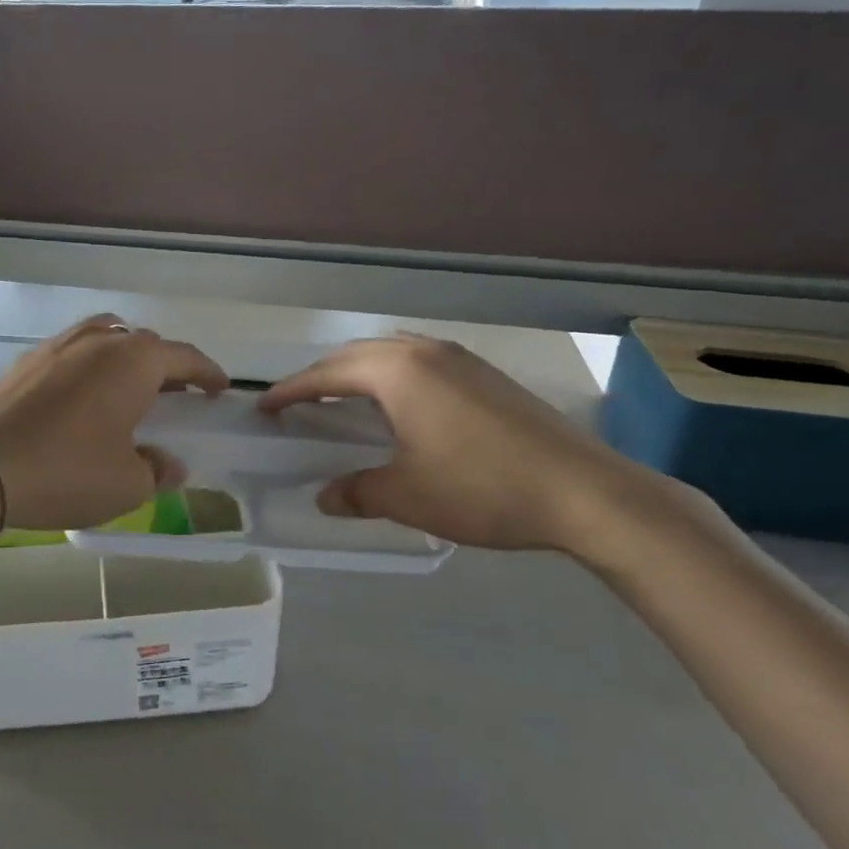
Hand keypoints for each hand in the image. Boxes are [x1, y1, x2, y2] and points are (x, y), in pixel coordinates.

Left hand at [0, 315, 227, 530]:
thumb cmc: (64, 471)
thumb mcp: (125, 485)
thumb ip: (156, 470)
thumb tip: (170, 464)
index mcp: (133, 362)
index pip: (183, 357)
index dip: (207, 372)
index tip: (220, 388)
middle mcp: (99, 341)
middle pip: (145, 343)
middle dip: (167, 365)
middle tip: (178, 394)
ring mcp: (59, 345)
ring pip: (107, 336)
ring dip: (127, 356)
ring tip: (131, 386)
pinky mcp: (28, 359)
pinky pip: (75, 349)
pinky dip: (92, 362)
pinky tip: (85, 393)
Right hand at [259, 335, 680, 557]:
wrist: (585, 491)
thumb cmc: (483, 488)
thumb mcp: (408, 496)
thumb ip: (358, 492)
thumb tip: (325, 496)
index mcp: (398, 371)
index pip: (327, 374)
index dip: (291, 391)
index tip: (264, 406)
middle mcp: (424, 351)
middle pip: (356, 354)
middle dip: (322, 376)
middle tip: (298, 404)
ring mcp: (460, 358)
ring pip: (392, 352)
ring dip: (359, 371)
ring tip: (344, 400)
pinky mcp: (486, 373)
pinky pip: (421, 360)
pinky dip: (393, 374)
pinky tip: (401, 404)